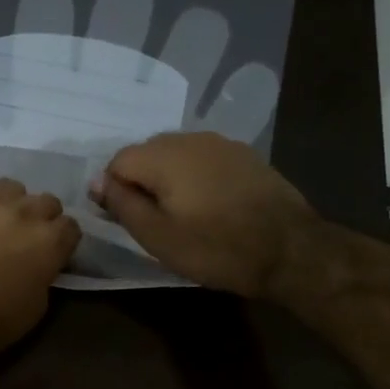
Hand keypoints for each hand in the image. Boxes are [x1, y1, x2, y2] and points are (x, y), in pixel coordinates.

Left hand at [0, 175, 82, 359]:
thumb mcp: (36, 307)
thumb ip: (45, 274)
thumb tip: (40, 264)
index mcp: (50, 240)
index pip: (71, 227)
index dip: (62, 241)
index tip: (52, 253)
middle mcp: (25, 211)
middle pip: (46, 201)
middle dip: (40, 219)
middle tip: (23, 238)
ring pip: (10, 187)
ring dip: (8, 203)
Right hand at [90, 132, 313, 298]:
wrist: (291, 250)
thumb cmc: (216, 248)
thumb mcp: (157, 236)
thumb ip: (122, 204)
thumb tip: (97, 182)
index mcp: (164, 155)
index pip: (118, 161)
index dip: (114, 191)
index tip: (128, 221)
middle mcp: (190, 138)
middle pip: (147, 153)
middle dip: (142, 182)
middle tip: (154, 222)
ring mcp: (222, 144)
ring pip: (177, 155)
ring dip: (170, 180)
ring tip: (183, 215)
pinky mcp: (246, 156)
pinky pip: (205, 160)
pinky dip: (197, 178)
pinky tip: (211, 206)